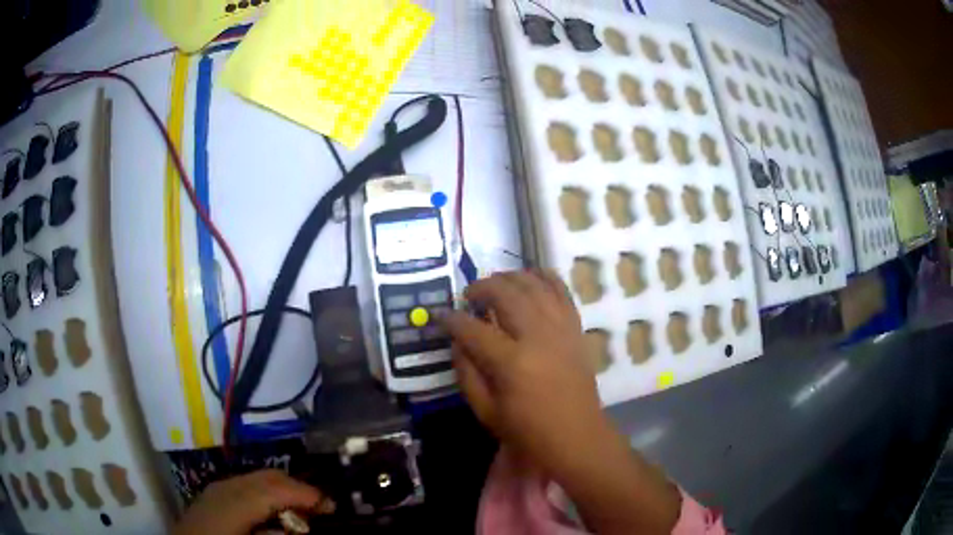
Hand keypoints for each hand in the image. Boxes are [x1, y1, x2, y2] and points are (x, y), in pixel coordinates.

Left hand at [173, 470, 330, 534]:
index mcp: (231, 502)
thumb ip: (275, 533)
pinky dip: (267, 494)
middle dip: (297, 488)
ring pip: (258, 478)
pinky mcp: (215, 493)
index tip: (332, 506)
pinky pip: (247, 485)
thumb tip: (301, 523)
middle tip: (322, 508)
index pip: (274, 488)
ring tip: (302, 510)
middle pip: (267, 476)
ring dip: (283, 490)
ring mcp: (217, 487)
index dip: (305, 494)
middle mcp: (224, 487)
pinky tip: (275, 511)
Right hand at [444, 270, 679, 534]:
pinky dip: (545, 277)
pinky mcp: (575, 328)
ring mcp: (560, 329)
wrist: (577, 437)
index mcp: (511, 363)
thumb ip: (467, 373)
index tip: (441, 316)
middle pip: (505, 294)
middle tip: (469, 295)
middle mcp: (537, 337)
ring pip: (533, 286)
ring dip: (510, 277)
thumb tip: (457, 342)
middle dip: (481, 288)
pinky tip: (530, 276)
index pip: (473, 329)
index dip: (452, 319)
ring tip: (495, 283)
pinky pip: (561, 291)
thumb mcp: (486, 411)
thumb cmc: (528, 431)